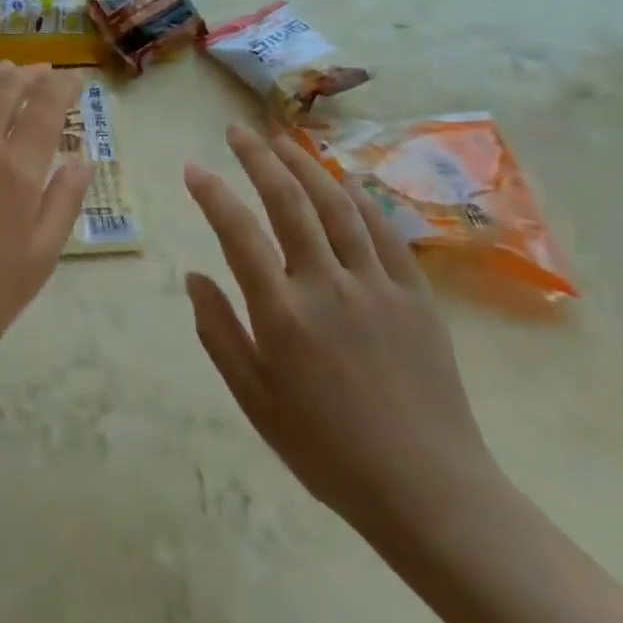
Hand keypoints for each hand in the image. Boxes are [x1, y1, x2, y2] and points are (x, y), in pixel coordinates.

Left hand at [0, 63, 90, 390]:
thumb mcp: (40, 257)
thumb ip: (64, 201)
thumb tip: (82, 160)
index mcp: (13, 169)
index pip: (43, 107)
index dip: (61, 87)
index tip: (73, 79)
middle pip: (2, 89)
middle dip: (27, 75)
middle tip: (41, 71)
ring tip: (3, 73)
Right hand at [183, 125, 502, 539]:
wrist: (428, 490)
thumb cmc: (326, 449)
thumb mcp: (254, 398)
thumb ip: (218, 331)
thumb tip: (194, 277)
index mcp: (282, 313)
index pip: (238, 233)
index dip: (212, 194)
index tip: (193, 168)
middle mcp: (327, 285)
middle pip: (290, 202)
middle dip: (259, 158)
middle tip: (237, 131)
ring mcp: (377, 285)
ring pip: (338, 206)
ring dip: (307, 165)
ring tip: (284, 139)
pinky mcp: (416, 296)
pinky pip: (385, 233)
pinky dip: (360, 199)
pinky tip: (344, 181)